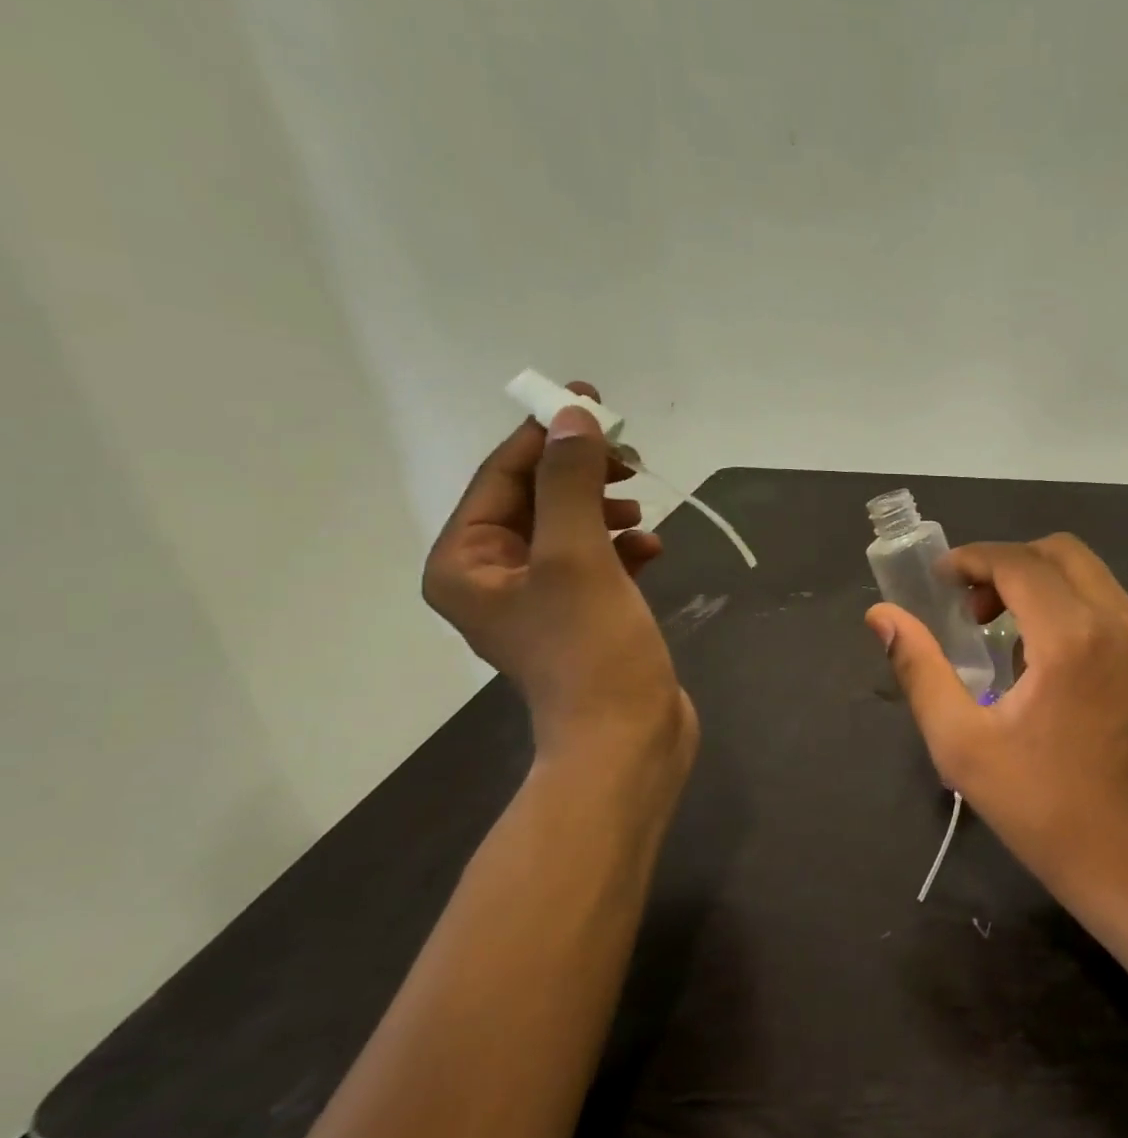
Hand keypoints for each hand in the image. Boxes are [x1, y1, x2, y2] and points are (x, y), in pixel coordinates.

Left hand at [423, 383, 696, 783]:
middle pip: (536, 499)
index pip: (502, 476)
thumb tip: (573, 417)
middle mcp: (492, 576)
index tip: (590, 400)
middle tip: (630, 457)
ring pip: (570, 528)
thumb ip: (571, 481)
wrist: (628, 737)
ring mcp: (539, 599)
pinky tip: (652, 549)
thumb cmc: (591, 648)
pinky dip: (622, 547)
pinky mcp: (582, 615)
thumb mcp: (579, 554)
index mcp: (465, 562)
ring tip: (641, 508)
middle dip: (583, 475)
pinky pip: (596, 561)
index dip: (545, 435)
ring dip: (606, 510)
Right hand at [866, 534, 1127, 906]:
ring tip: (1007, 633)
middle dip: (1009, 564)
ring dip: (1042, 584)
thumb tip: (882, 616)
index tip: (941, 579)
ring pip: (1091, 575)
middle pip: (1060, 552)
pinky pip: (1113, 606)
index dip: (973, 559)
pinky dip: (1074, 607)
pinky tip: (1052, 657)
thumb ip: (919, 669)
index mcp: (1072, 638)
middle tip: (973, 608)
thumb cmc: (1038, 805)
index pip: (1019, 563)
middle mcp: (1121, 623)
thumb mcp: (961, 742)